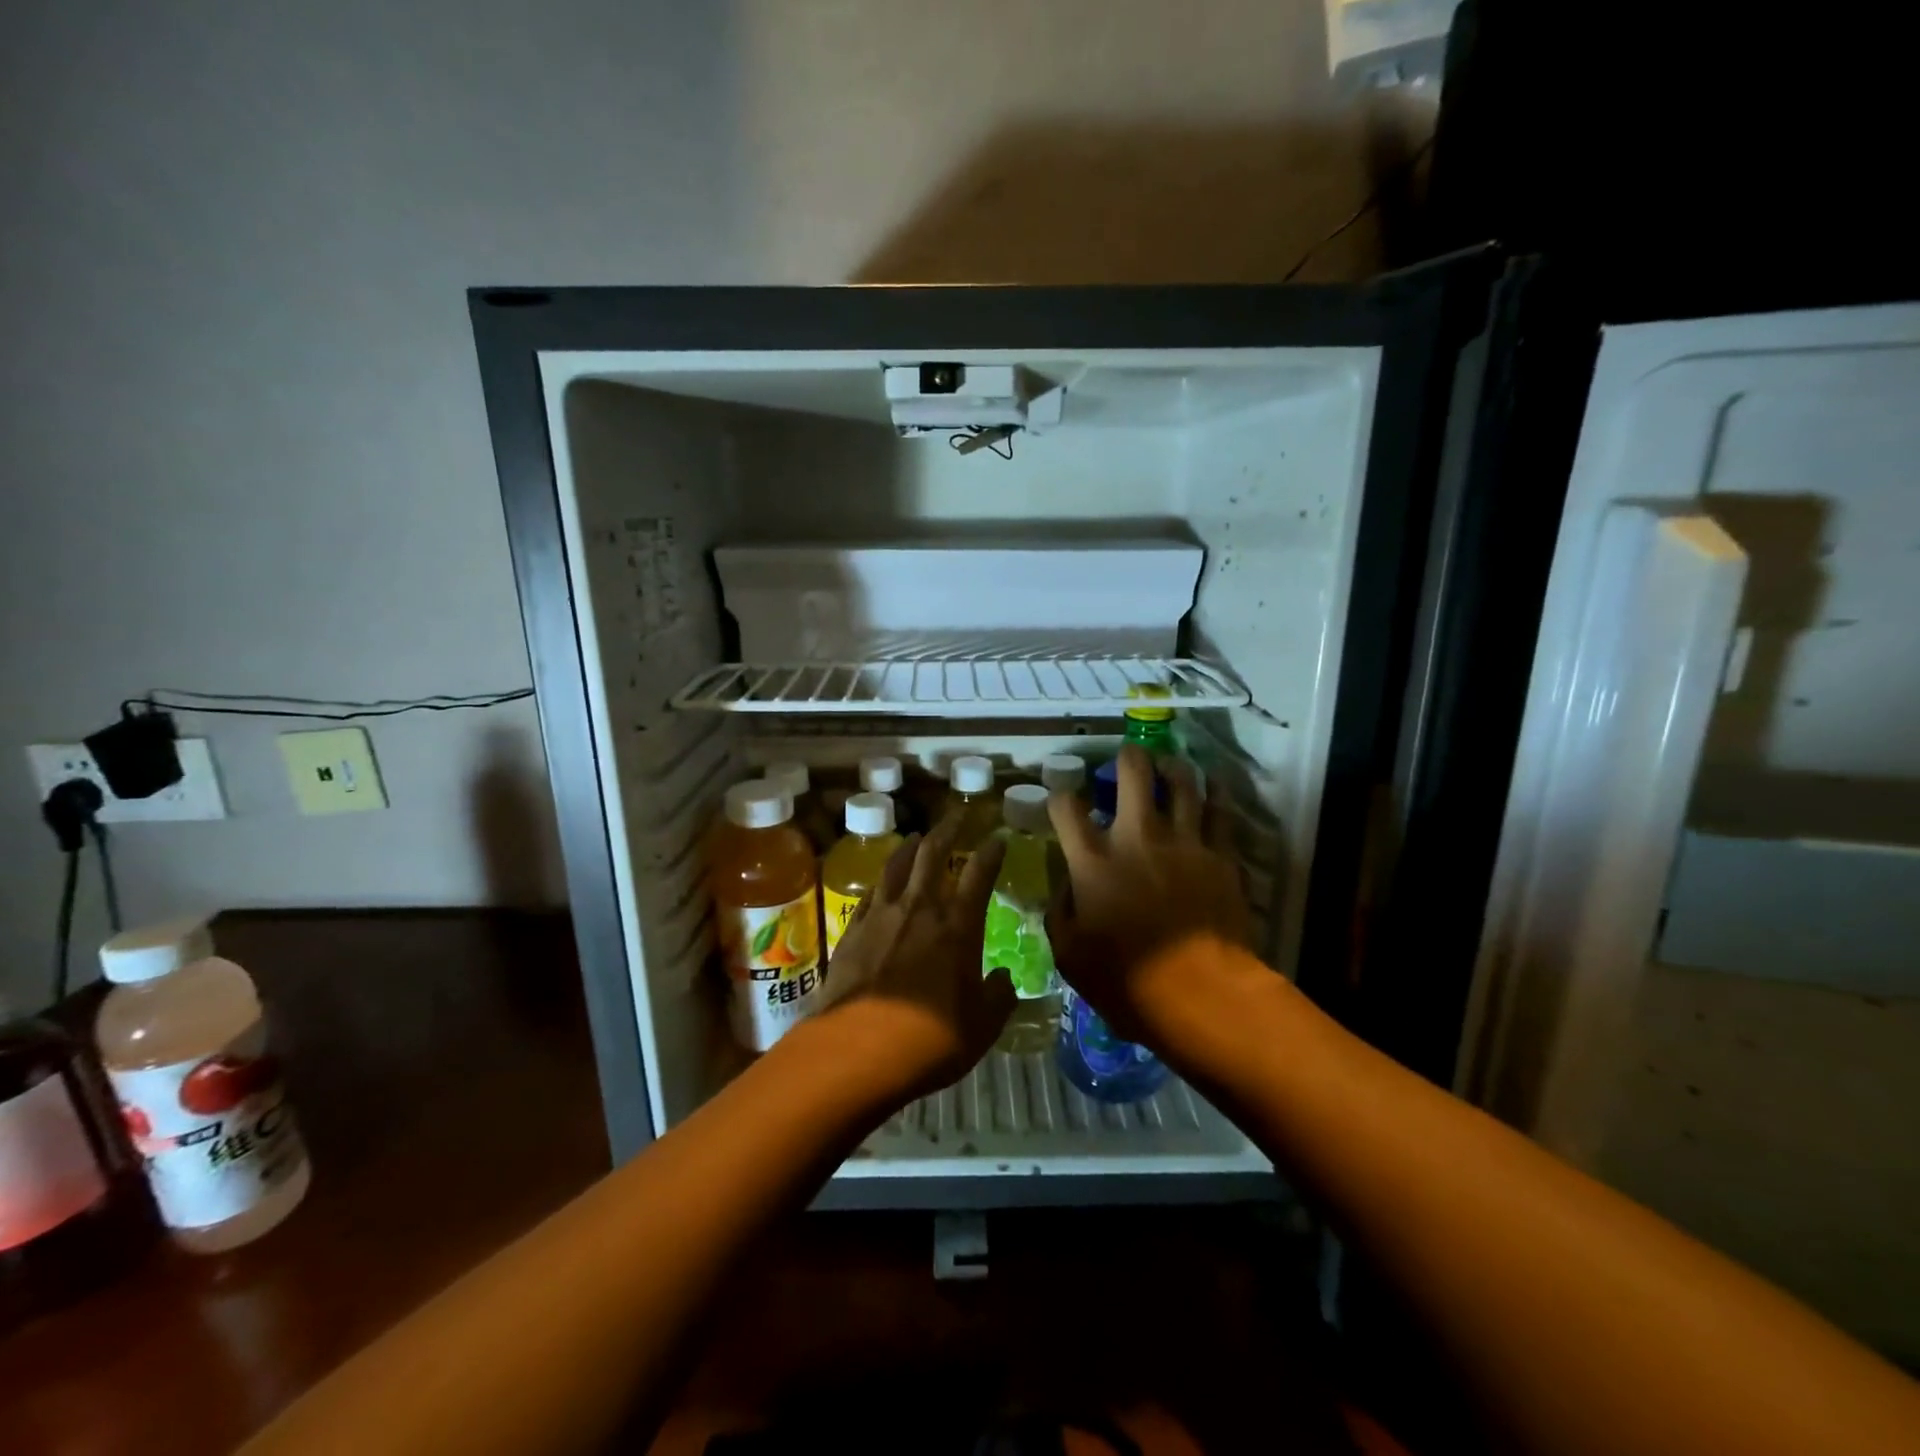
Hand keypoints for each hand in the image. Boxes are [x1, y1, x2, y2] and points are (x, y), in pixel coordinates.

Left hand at [800, 814, 1014, 1105]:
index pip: (979, 874)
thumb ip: (998, 997)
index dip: (991, 852)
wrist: (858, 1050)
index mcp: (958, 927)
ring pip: (896, 865)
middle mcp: (920, 909)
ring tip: (917, 836)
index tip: (997, 837)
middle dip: (947, 830)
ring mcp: (881, 916)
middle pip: (932, 854)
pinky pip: (870, 893)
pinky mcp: (851, 931)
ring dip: (910, 847)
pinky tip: (881, 881)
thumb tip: (1002, 979)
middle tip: (955, 816)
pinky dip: (881, 880)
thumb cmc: (931, 1040)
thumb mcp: (982, 1027)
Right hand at [1046, 746, 1251, 1041]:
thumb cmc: (1126, 980)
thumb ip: (1060, 911)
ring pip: (1182, 783)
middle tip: (1128, 754)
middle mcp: (1137, 837)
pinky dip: (1216, 793)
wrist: (1200, 995)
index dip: (1060, 796)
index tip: (1062, 799)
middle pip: (1133, 774)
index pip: (1067, 807)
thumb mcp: (1069, 953)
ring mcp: (1184, 842)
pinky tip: (1213, 784)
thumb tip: (1066, 884)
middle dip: (1127, 757)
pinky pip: (1220, 812)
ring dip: (1173, 766)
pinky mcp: (1220, 856)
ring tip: (1169, 762)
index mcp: (1093, 859)